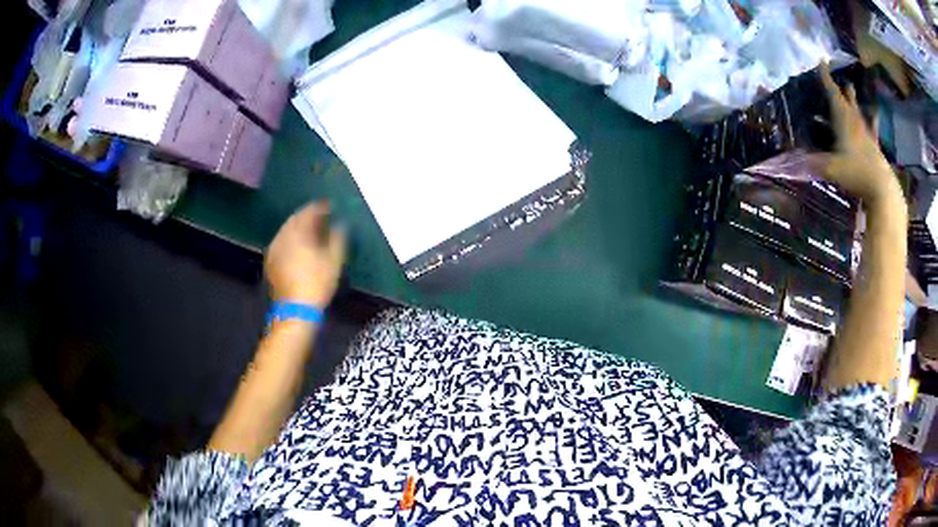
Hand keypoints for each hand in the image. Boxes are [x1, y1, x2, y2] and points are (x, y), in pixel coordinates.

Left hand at [265, 202, 345, 308]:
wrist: (294, 311)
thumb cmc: (316, 283)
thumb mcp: (334, 261)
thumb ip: (338, 238)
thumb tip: (341, 225)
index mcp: (297, 232)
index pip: (308, 211)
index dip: (320, 207)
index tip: (330, 206)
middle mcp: (283, 236)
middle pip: (295, 219)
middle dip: (308, 216)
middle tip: (321, 217)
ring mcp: (274, 249)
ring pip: (287, 231)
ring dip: (299, 228)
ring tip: (312, 232)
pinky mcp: (271, 262)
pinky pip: (282, 242)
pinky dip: (292, 240)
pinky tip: (299, 247)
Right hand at [810, 63, 900, 207]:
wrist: (882, 190)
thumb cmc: (856, 173)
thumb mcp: (832, 169)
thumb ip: (813, 163)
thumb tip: (789, 161)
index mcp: (843, 119)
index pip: (831, 92)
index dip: (825, 77)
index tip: (821, 61)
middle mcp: (855, 121)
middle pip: (847, 99)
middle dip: (842, 88)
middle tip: (840, 79)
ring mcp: (867, 134)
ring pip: (860, 112)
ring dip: (856, 102)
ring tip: (853, 92)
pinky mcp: (875, 148)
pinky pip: (872, 130)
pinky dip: (872, 124)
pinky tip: (874, 123)